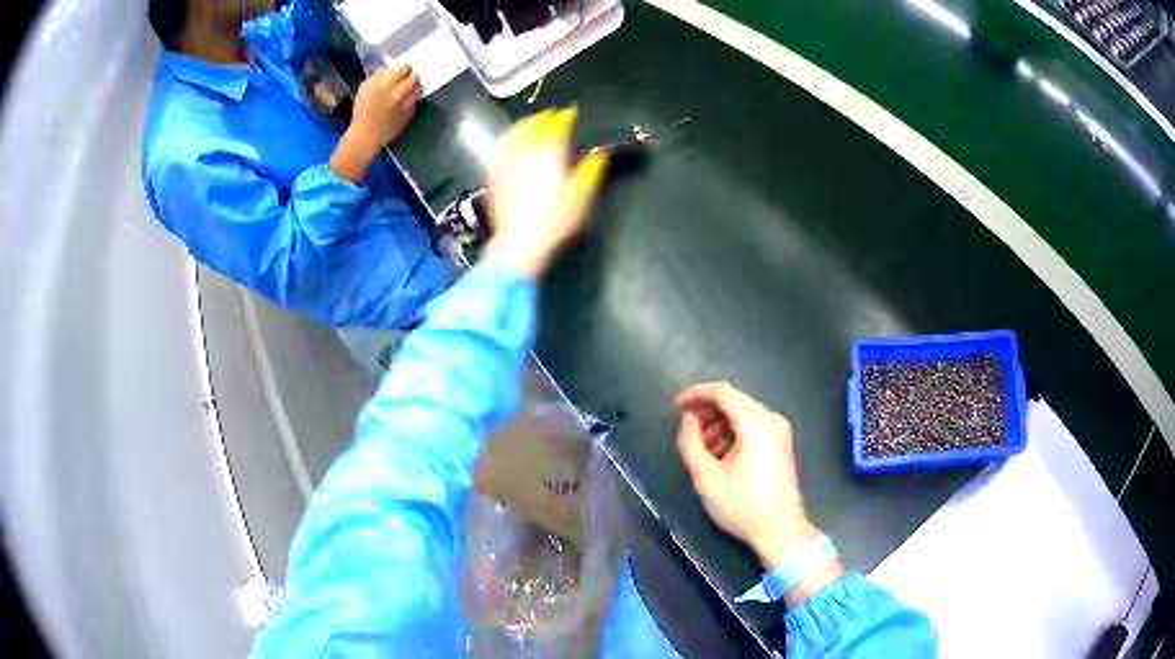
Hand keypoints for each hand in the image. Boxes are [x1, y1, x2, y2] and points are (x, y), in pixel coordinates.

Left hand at [348, 62, 420, 153]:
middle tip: (403, 83)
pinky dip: (380, 79)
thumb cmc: (386, 130)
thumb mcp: (406, 116)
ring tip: (389, 86)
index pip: (414, 77)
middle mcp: (385, 84)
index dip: (415, 83)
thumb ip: (413, 98)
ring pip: (388, 68)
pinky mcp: (364, 84)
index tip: (413, 88)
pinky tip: (379, 89)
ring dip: (392, 74)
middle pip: (402, 66)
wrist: (362, 135)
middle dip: (405, 73)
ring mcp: (373, 82)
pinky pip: (376, 74)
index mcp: (398, 93)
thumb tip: (416, 87)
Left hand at [482, 107, 608, 277]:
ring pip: (516, 133)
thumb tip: (599, 153)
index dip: (566, 117)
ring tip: (533, 123)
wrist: (520, 241)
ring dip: (527, 124)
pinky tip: (511, 142)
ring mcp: (507, 160)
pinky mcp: (495, 174)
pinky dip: (509, 139)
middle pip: (535, 124)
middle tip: (554, 116)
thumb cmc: (555, 219)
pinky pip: (501, 148)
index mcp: (550, 150)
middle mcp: (526, 149)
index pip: (558, 124)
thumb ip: (591, 169)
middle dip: (546, 118)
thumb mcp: (581, 195)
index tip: (572, 113)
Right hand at [675, 382, 819, 569]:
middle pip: (734, 400)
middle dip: (707, 411)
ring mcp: (780, 431)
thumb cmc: (742, 505)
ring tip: (701, 448)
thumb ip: (691, 442)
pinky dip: (733, 433)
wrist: (781, 530)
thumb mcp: (706, 477)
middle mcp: (771, 419)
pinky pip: (753, 426)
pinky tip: (720, 455)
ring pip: (743, 413)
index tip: (675, 407)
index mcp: (755, 423)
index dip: (696, 394)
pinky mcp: (781, 443)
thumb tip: (688, 419)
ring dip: (719, 424)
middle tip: (686, 430)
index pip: (722, 391)